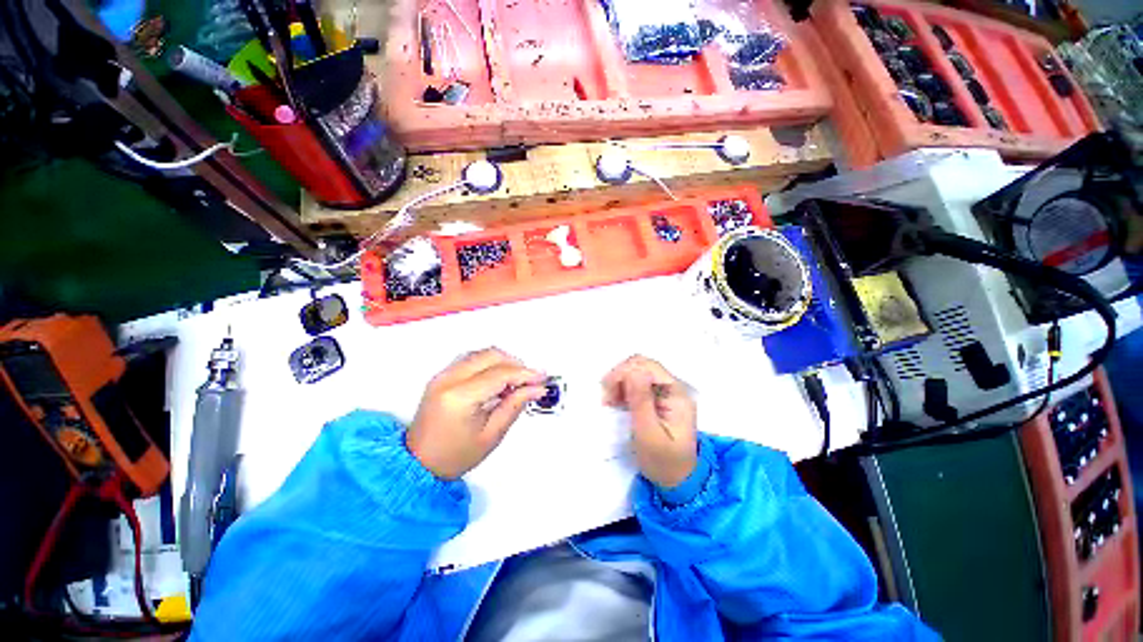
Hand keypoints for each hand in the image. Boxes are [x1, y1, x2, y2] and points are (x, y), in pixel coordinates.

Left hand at [407, 348, 547, 479]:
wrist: (419, 463)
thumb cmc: (455, 456)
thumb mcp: (491, 435)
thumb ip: (515, 405)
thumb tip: (536, 388)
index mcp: (460, 397)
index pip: (500, 374)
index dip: (525, 373)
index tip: (542, 378)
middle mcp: (448, 379)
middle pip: (491, 356)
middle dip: (515, 364)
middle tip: (530, 380)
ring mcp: (442, 375)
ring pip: (482, 353)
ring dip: (503, 362)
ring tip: (515, 382)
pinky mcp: (442, 376)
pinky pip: (471, 359)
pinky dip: (489, 364)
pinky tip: (498, 380)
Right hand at [602, 355, 697, 487]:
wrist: (677, 481)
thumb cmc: (663, 462)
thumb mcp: (649, 435)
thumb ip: (641, 402)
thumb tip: (633, 371)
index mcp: (676, 394)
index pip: (648, 367)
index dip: (625, 373)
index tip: (609, 394)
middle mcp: (672, 387)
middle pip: (642, 365)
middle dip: (620, 377)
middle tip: (608, 400)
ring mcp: (665, 391)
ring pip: (636, 371)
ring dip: (619, 382)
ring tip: (610, 402)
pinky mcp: (656, 397)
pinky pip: (636, 382)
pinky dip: (622, 388)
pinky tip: (616, 402)